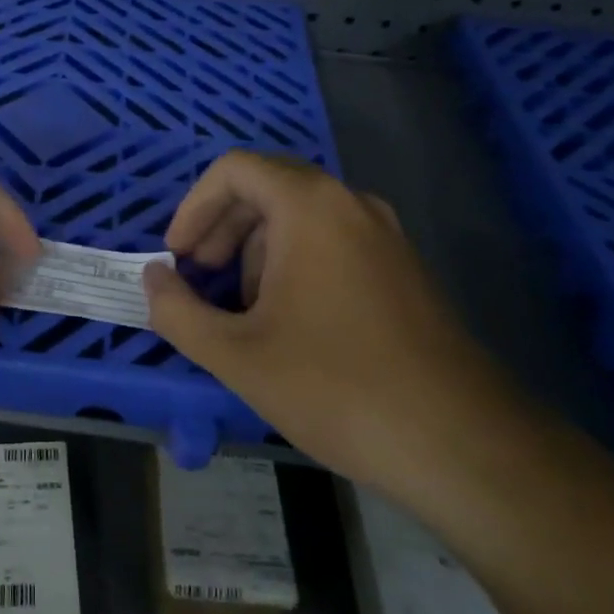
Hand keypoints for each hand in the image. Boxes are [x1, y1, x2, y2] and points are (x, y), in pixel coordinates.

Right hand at [142, 151, 521, 502]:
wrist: (461, 444)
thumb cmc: (336, 386)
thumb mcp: (236, 354)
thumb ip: (177, 311)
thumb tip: (153, 279)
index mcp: (309, 206)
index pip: (235, 169)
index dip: (194, 206)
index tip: (178, 256)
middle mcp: (350, 204)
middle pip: (267, 188)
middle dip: (221, 229)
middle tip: (200, 279)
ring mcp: (384, 235)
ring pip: (299, 217)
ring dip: (255, 249)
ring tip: (241, 311)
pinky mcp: (402, 269)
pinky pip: (332, 242)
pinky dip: (293, 263)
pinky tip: (288, 323)